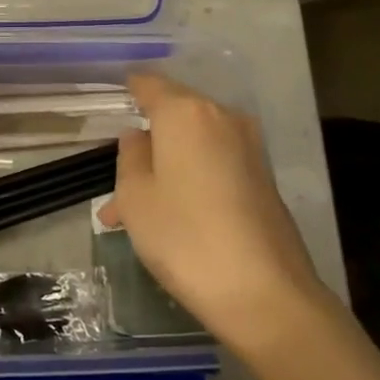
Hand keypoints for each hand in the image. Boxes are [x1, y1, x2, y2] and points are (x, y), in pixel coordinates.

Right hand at [99, 73, 324, 341]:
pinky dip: (190, 181)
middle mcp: (222, 118)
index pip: (150, 84)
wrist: (265, 294)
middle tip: (117, 182)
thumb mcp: (135, 197)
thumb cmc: (185, 237)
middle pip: (175, 116)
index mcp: (185, 112)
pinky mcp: (264, 179)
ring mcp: (249, 148)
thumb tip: (140, 137)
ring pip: (193, 146)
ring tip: (135, 215)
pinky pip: (215, 166)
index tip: (113, 101)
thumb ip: (130, 157)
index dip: (129, 90)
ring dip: (165, 169)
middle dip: (146, 143)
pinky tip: (171, 220)